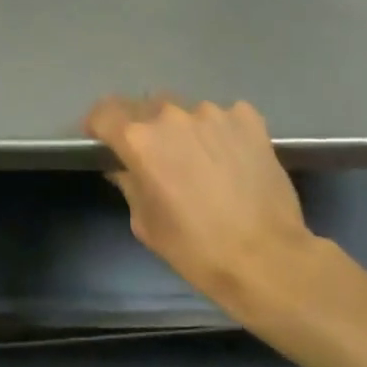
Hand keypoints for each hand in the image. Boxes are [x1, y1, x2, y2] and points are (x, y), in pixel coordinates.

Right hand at [87, 98, 329, 325]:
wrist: (268, 259)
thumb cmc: (196, 249)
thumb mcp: (146, 224)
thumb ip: (129, 184)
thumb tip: (124, 167)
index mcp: (139, 140)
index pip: (103, 113)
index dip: (98, 126)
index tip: (102, 141)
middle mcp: (171, 116)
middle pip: (145, 107)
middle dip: (144, 128)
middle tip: (157, 157)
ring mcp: (212, 113)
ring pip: (186, 112)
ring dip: (184, 130)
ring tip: (201, 160)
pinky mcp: (247, 119)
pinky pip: (224, 116)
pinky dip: (221, 131)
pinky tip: (232, 158)